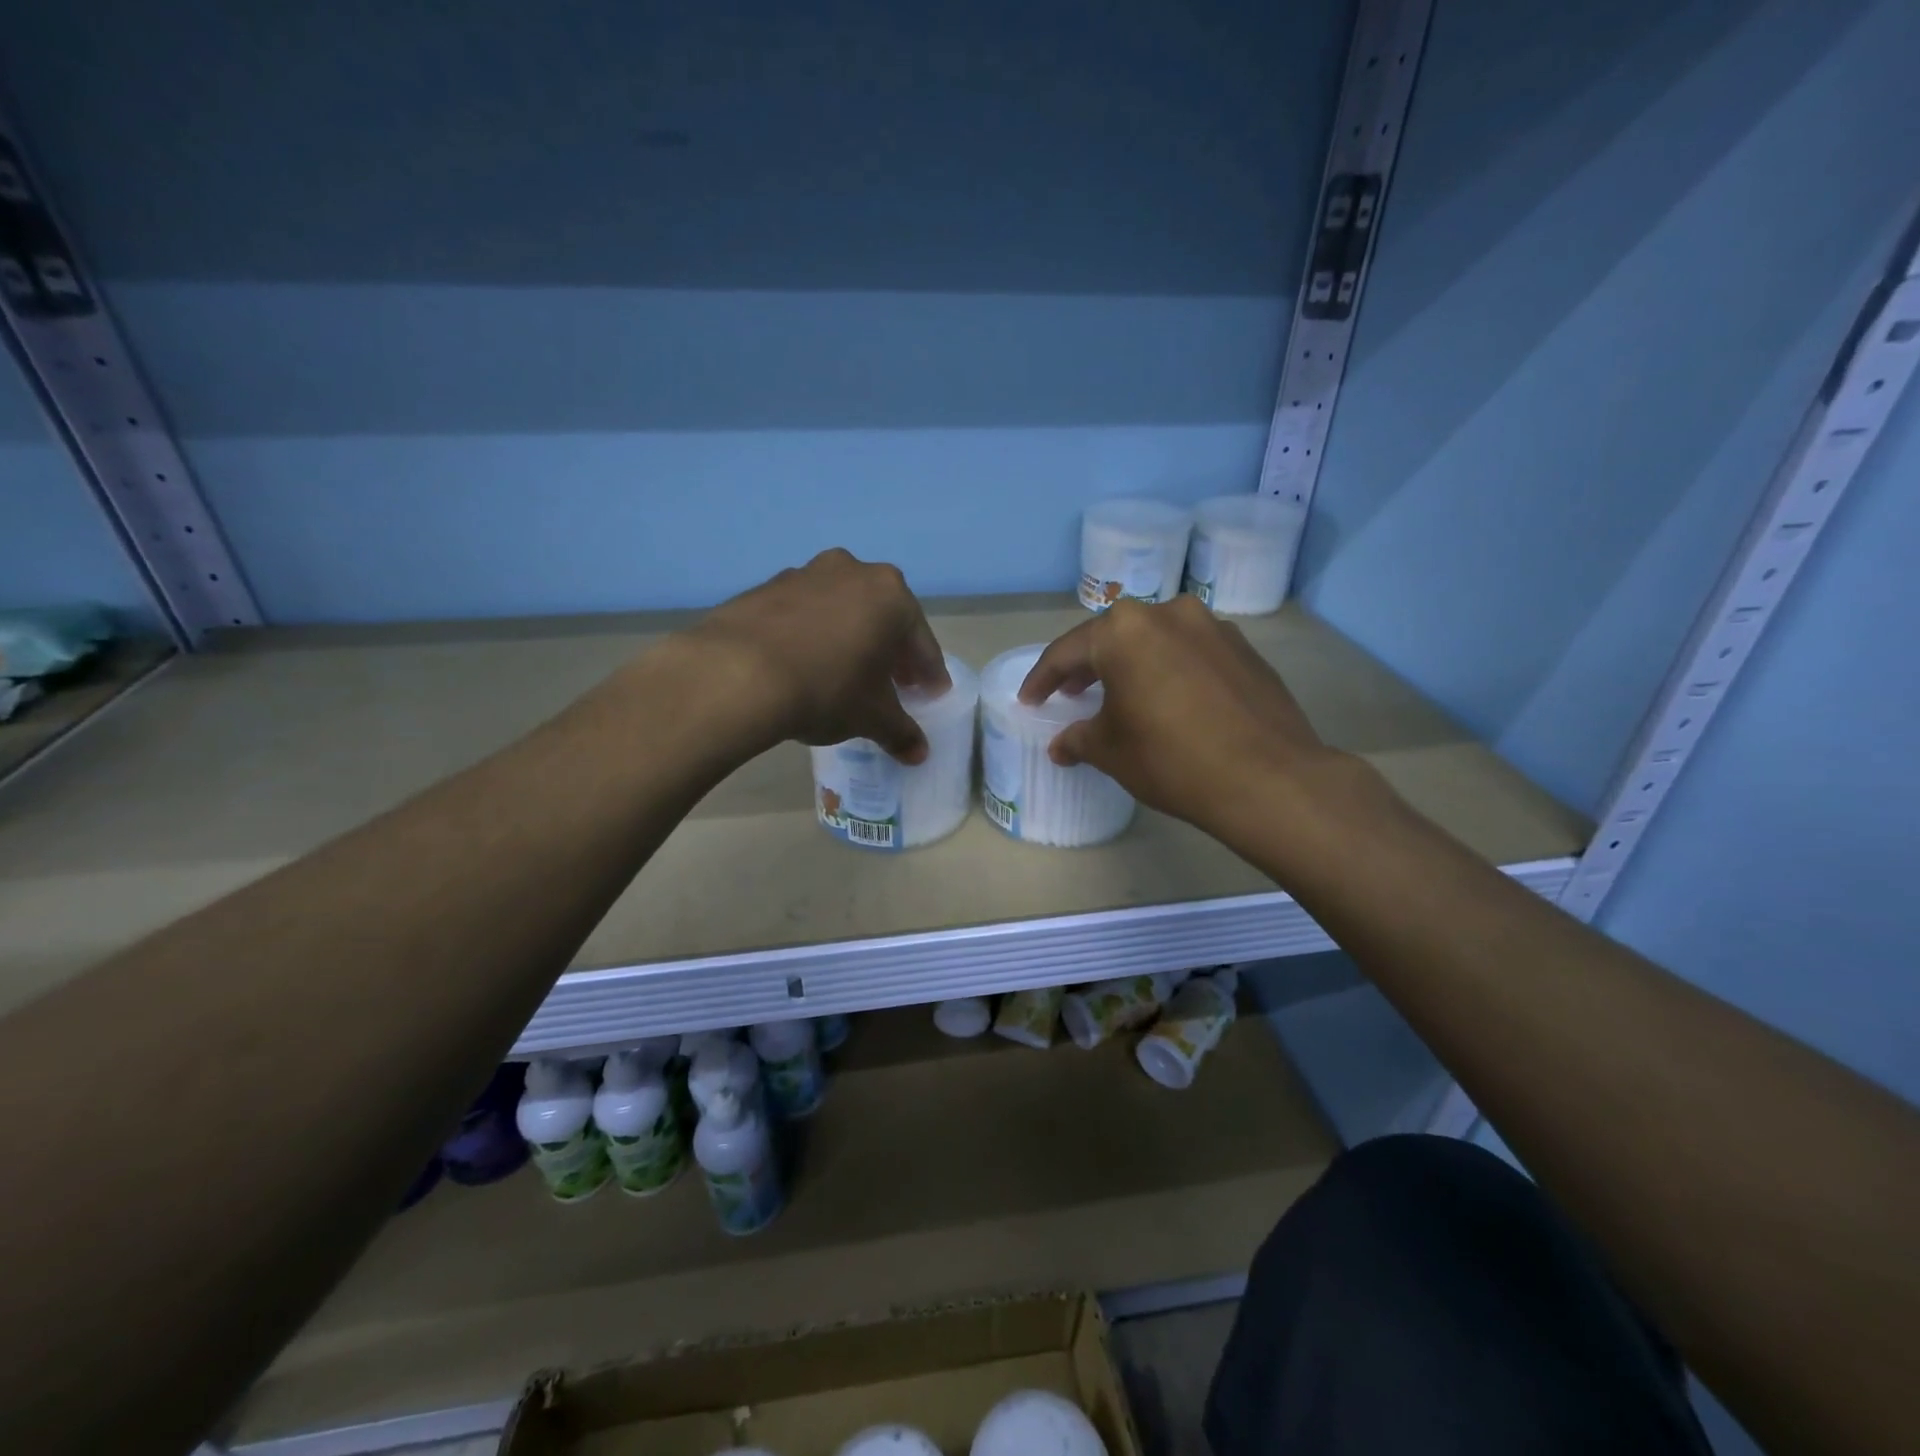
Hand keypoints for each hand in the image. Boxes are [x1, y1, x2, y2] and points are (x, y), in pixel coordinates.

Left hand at [691, 549, 949, 762]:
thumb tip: (918, 753)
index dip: (928, 674)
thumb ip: (900, 731)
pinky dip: (811, 634)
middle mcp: (852, 571)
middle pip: (882, 618)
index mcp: (891, 595)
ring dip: (849, 638)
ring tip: (844, 673)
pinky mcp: (765, 587)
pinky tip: (803, 664)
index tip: (930, 695)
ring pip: (841, 610)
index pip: (921, 642)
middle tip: (892, 684)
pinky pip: (803, 613)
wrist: (737, 674)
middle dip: (890, 651)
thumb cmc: (827, 689)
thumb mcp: (871, 717)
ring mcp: (805, 574)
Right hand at [1019, 596, 1351, 836]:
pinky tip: (1169, 699)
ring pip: (1155, 640)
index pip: (1067, 652)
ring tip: (1121, 695)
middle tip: (1070, 694)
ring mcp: (1212, 626)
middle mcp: (1167, 613)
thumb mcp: (1111, 751)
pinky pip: (1190, 651)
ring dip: (1132, 664)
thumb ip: (1078, 739)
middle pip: (1113, 638)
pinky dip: (1170, 669)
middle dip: (1088, 666)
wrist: (1269, 779)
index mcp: (1124, 631)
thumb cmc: (1172, 759)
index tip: (1029, 700)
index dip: (1042, 680)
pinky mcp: (1243, 647)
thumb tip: (1063, 745)